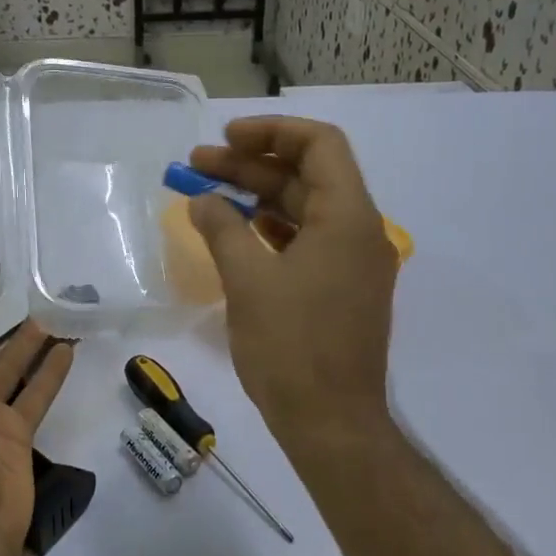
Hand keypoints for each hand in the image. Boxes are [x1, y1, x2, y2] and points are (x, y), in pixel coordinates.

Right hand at [187, 118, 399, 459]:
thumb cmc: (291, 348)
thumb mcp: (248, 281)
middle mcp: (359, 231)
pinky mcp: (340, 290)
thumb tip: (202, 200)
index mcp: (348, 218)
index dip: (272, 132)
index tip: (226, 139)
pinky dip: (271, 229)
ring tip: (207, 195)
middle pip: (307, 176)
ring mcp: (352, 263)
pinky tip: (236, 232)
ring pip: (304, 210)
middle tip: (197, 165)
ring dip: (257, 197)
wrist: (330, 423)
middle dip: (251, 166)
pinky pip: (306, 241)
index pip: (319, 145)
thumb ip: (222, 229)